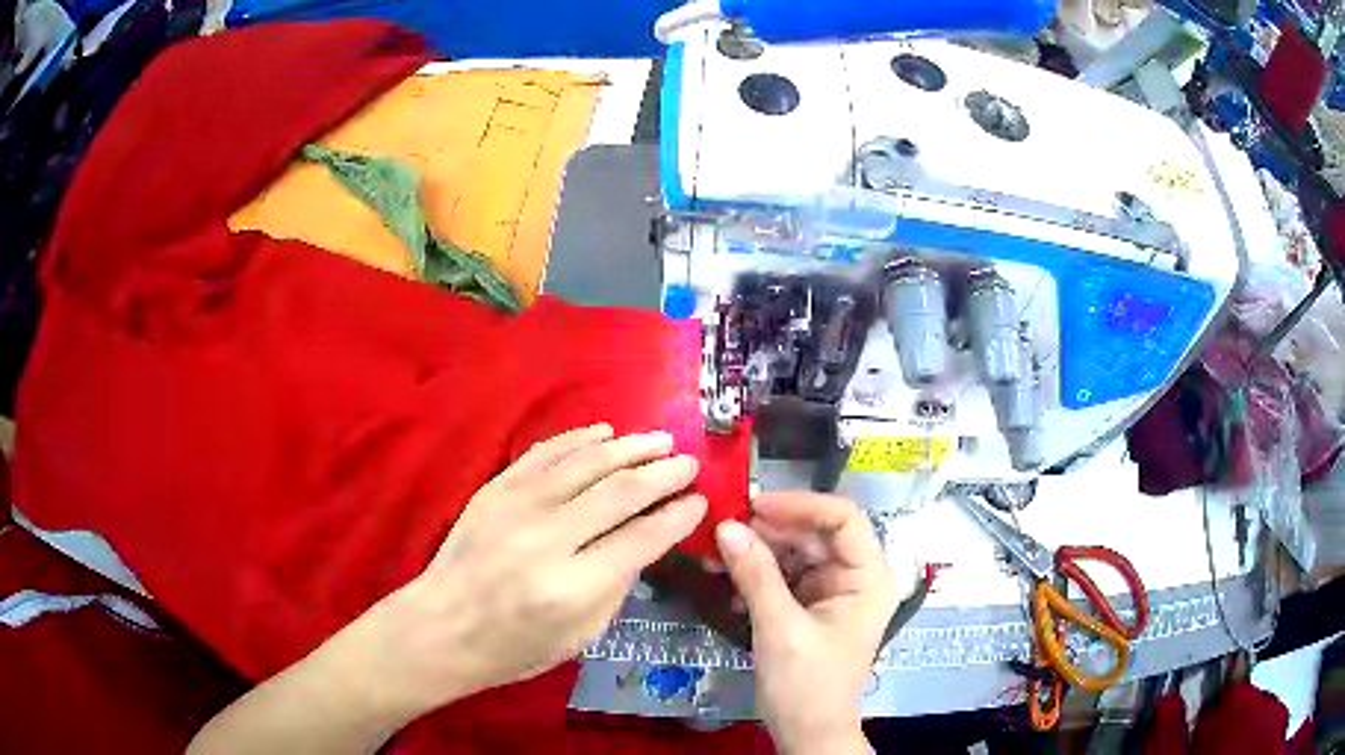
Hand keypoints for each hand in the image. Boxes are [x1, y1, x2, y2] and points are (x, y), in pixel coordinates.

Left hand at [377, 423, 707, 710]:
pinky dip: (578, 438)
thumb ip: (618, 584)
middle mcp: (548, 538)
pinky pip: (544, 452)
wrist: (442, 627)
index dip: (678, 516)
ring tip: (660, 441)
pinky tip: (604, 433)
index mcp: (573, 586)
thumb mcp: (581, 636)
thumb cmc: (515, 647)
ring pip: (585, 462)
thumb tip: (647, 537)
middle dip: (663, 474)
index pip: (642, 538)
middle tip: (690, 464)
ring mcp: (516, 507)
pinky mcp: (495, 489)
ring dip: (629, 447)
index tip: (699, 501)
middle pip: (619, 492)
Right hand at [715, 493, 898, 754]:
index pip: (843, 519)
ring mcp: (829, 591)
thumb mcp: (781, 628)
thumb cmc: (807, 684)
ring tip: (715, 557)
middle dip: (768, 532)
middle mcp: (853, 576)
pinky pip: (781, 577)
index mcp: (868, 577)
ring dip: (754, 554)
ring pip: (792, 553)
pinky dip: (754, 577)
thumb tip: (725, 526)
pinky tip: (728, 586)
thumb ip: (755, 575)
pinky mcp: (807, 606)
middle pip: (813, 534)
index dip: (801, 505)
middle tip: (721, 531)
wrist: (806, 733)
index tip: (754, 505)